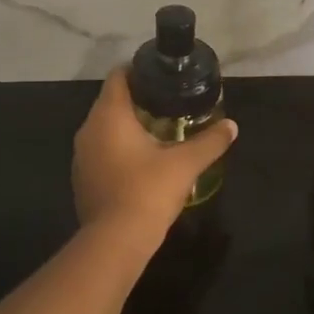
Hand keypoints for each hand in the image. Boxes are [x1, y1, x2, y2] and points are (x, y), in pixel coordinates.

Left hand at [73, 69, 239, 254]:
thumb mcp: (185, 164)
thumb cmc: (148, 191)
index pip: (118, 76)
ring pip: (104, 128)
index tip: (161, 77)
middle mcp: (88, 128)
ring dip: (126, 127)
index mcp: (109, 115)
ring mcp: (81, 155)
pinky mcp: (82, 178)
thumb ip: (210, 141)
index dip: (138, 71)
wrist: (115, 243)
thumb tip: (232, 126)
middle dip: (137, 100)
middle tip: (168, 104)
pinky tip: (140, 162)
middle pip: (111, 101)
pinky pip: (100, 151)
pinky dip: (117, 149)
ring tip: (158, 131)